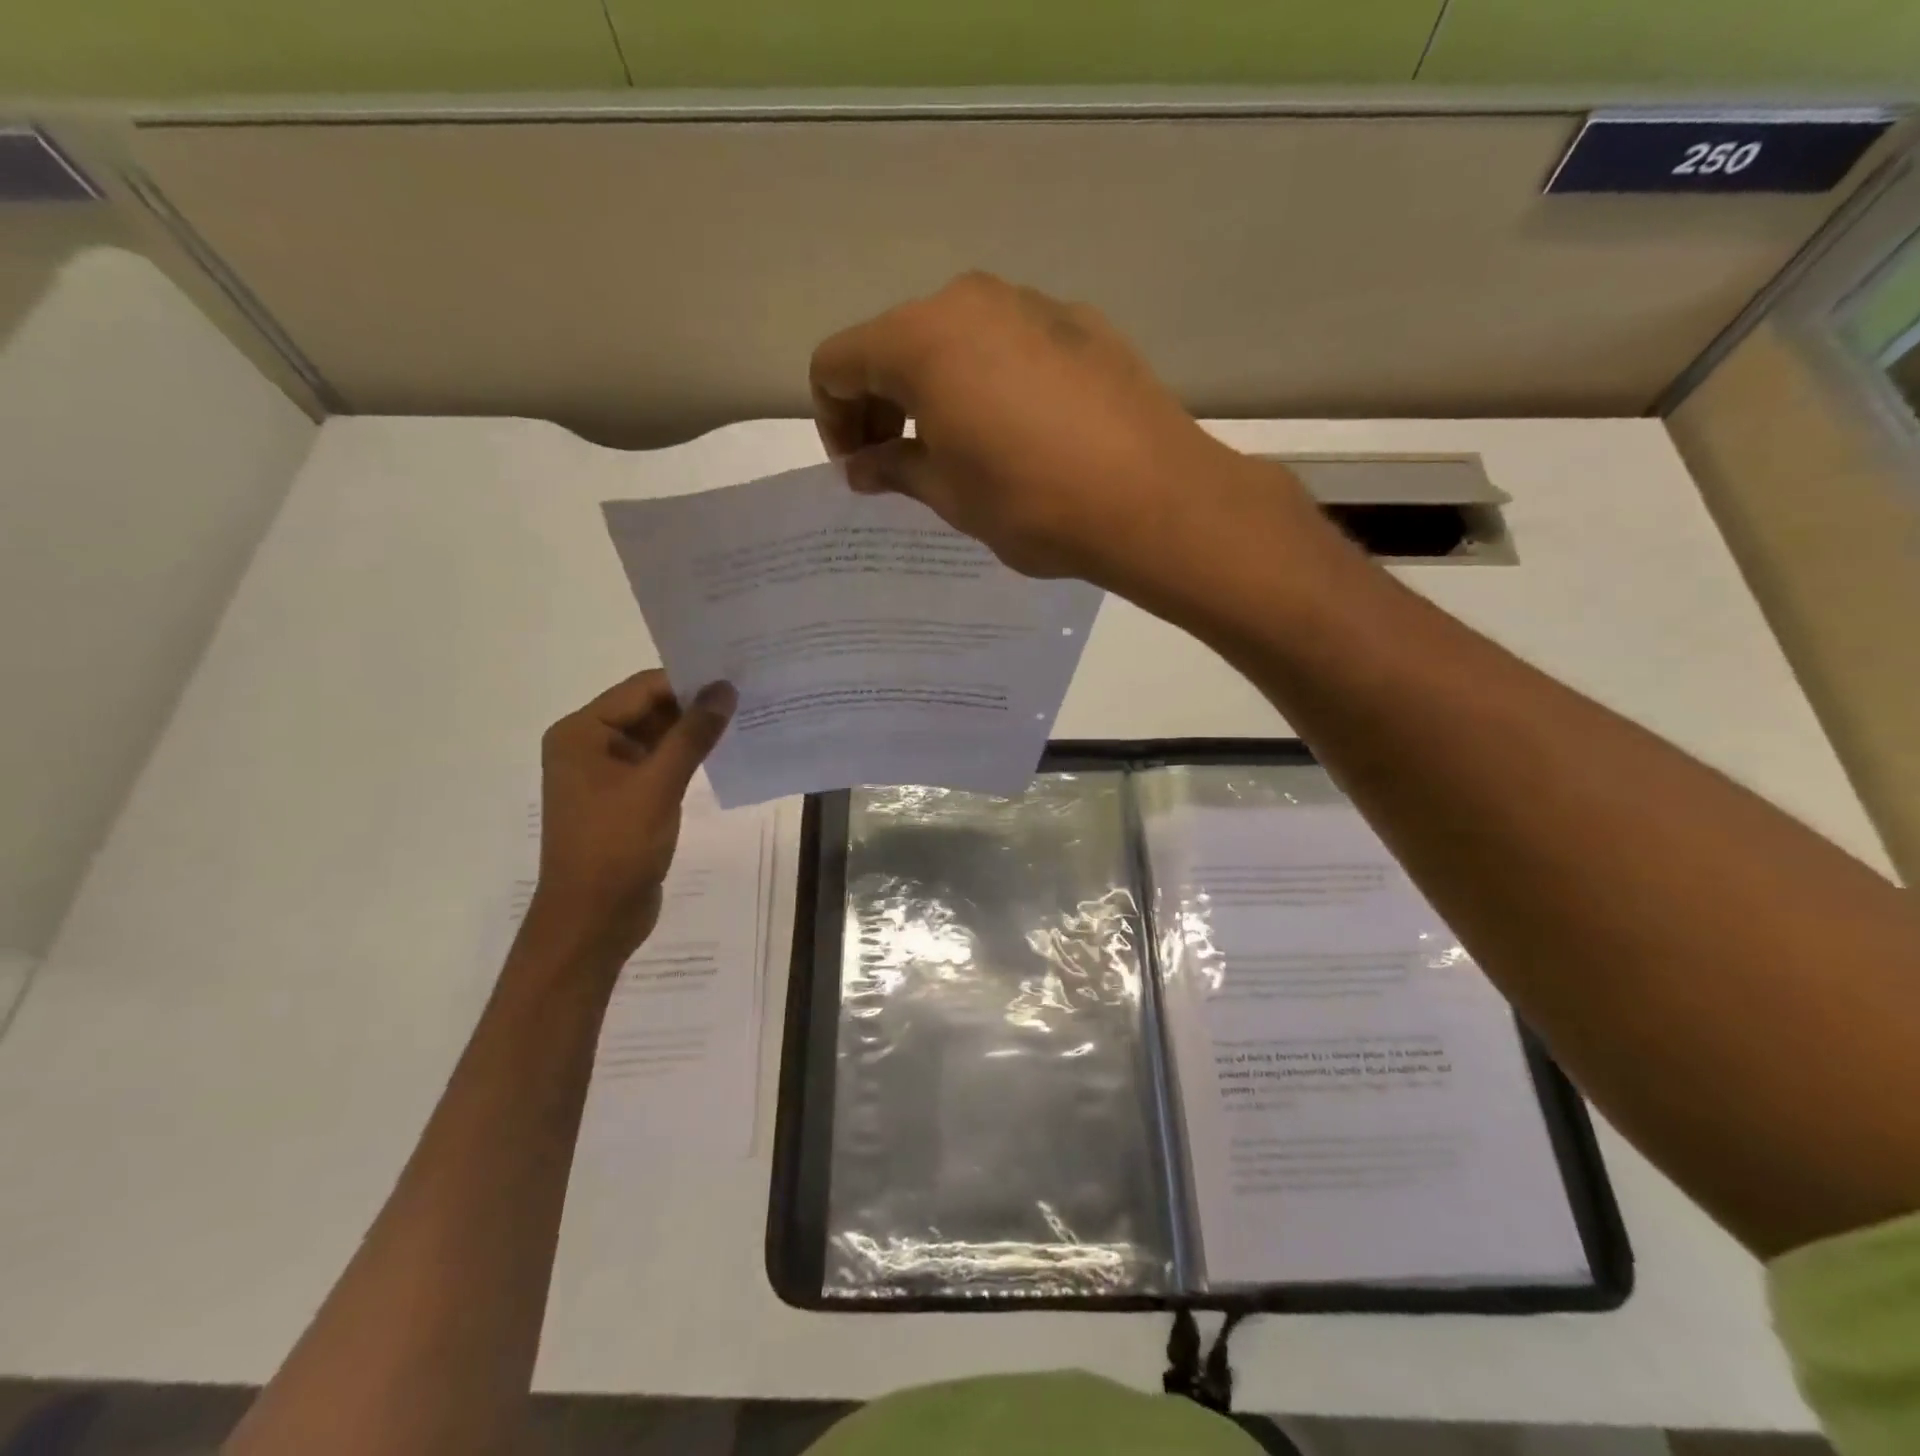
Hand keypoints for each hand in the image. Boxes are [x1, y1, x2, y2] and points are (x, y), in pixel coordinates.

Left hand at [526, 671, 735, 962]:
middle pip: (647, 709)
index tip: (736, 677)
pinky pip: (658, 764)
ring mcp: (605, 774)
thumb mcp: (658, 785)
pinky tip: (722, 752)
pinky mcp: (624, 798)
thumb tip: (725, 689)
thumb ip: (692, 735)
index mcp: (581, 733)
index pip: (641, 690)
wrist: (593, 920)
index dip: (688, 682)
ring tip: (743, 719)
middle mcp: (588, 745)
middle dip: (693, 705)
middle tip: (747, 695)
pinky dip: (686, 757)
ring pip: (656, 737)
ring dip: (693, 732)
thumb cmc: (616, 847)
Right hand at [809, 271, 1274, 589]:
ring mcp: (1031, 304)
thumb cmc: (1032, 503)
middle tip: (898, 464)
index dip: (833, 419)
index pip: (838, 362)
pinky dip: (990, 380)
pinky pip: (1009, 344)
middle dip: (882, 403)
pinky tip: (1020, 432)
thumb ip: (894, 470)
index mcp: (921, 340)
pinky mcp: (1080, 322)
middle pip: (894, 342)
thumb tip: (862, 466)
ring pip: (954, 339)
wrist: (1153, 499)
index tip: (859, 467)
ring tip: (961, 451)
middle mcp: (970, 301)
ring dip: (936, 390)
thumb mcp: (950, 496)